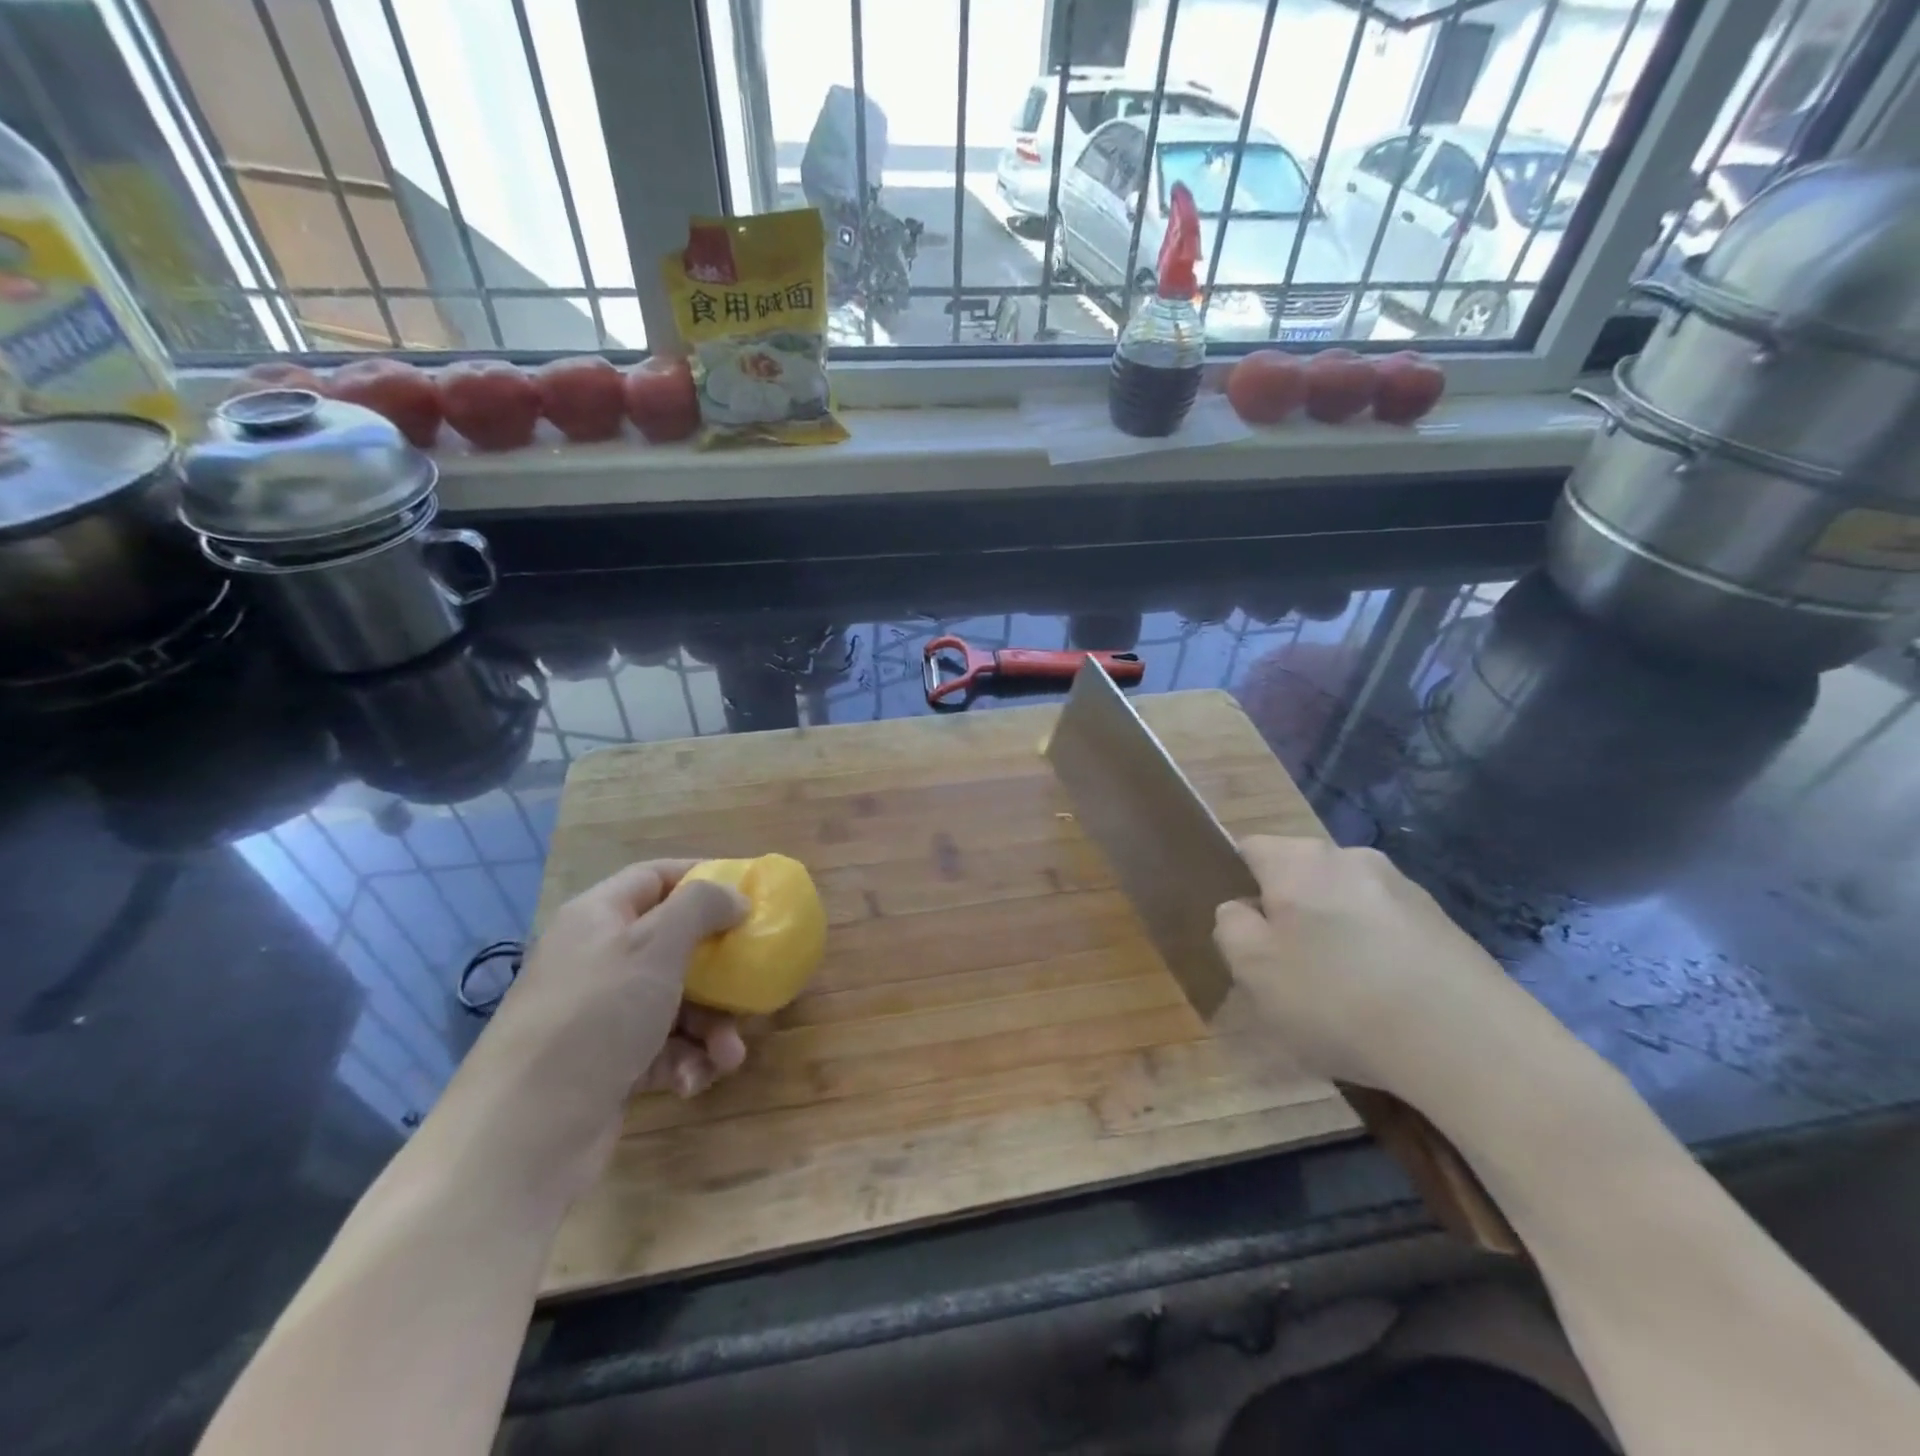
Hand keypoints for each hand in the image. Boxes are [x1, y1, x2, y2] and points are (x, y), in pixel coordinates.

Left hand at [454, 860, 747, 1192]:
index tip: (748, 893)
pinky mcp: (606, 1065)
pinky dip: (684, 1061)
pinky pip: (661, 1048)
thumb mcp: (655, 946)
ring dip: (711, 1027)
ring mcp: (600, 1015)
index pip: (655, 877)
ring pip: (675, 1002)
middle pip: (673, 945)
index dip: (702, 877)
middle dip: (718, 970)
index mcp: (599, 917)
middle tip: (751, 982)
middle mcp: (598, 959)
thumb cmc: (595, 1017)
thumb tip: (735, 897)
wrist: (522, 1136)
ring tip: (729, 1056)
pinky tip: (691, 1081)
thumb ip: (701, 906)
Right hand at [1212, 837, 1548, 1100]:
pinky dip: (1374, 956)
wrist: (1471, 1046)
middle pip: (1298, 876)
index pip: (1248, 849)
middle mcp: (1352, 858)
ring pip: (1343, 904)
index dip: (1235, 885)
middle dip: (1287, 914)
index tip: (1242, 933)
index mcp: (1300, 860)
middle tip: (1284, 970)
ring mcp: (1405, 889)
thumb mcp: (1252, 970)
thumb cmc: (1338, 999)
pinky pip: (1385, 930)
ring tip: (1338, 995)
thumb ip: (1231, 927)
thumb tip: (1241, 910)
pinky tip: (1382, 1003)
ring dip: (1333, 936)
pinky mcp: (1444, 925)